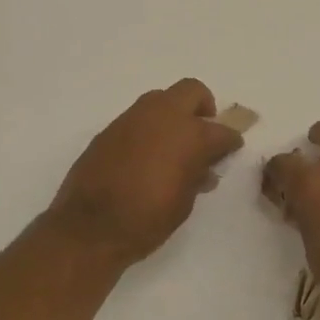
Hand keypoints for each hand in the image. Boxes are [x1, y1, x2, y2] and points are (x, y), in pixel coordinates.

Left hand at [46, 78, 244, 268]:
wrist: (89, 228)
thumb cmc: (146, 220)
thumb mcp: (184, 203)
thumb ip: (196, 177)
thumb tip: (202, 167)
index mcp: (189, 135)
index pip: (221, 131)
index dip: (230, 141)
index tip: (230, 150)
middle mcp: (162, 116)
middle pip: (192, 91)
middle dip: (203, 108)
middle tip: (203, 131)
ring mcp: (132, 119)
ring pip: (161, 100)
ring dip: (172, 115)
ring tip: (173, 145)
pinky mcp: (109, 129)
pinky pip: (137, 119)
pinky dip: (148, 129)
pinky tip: (145, 156)